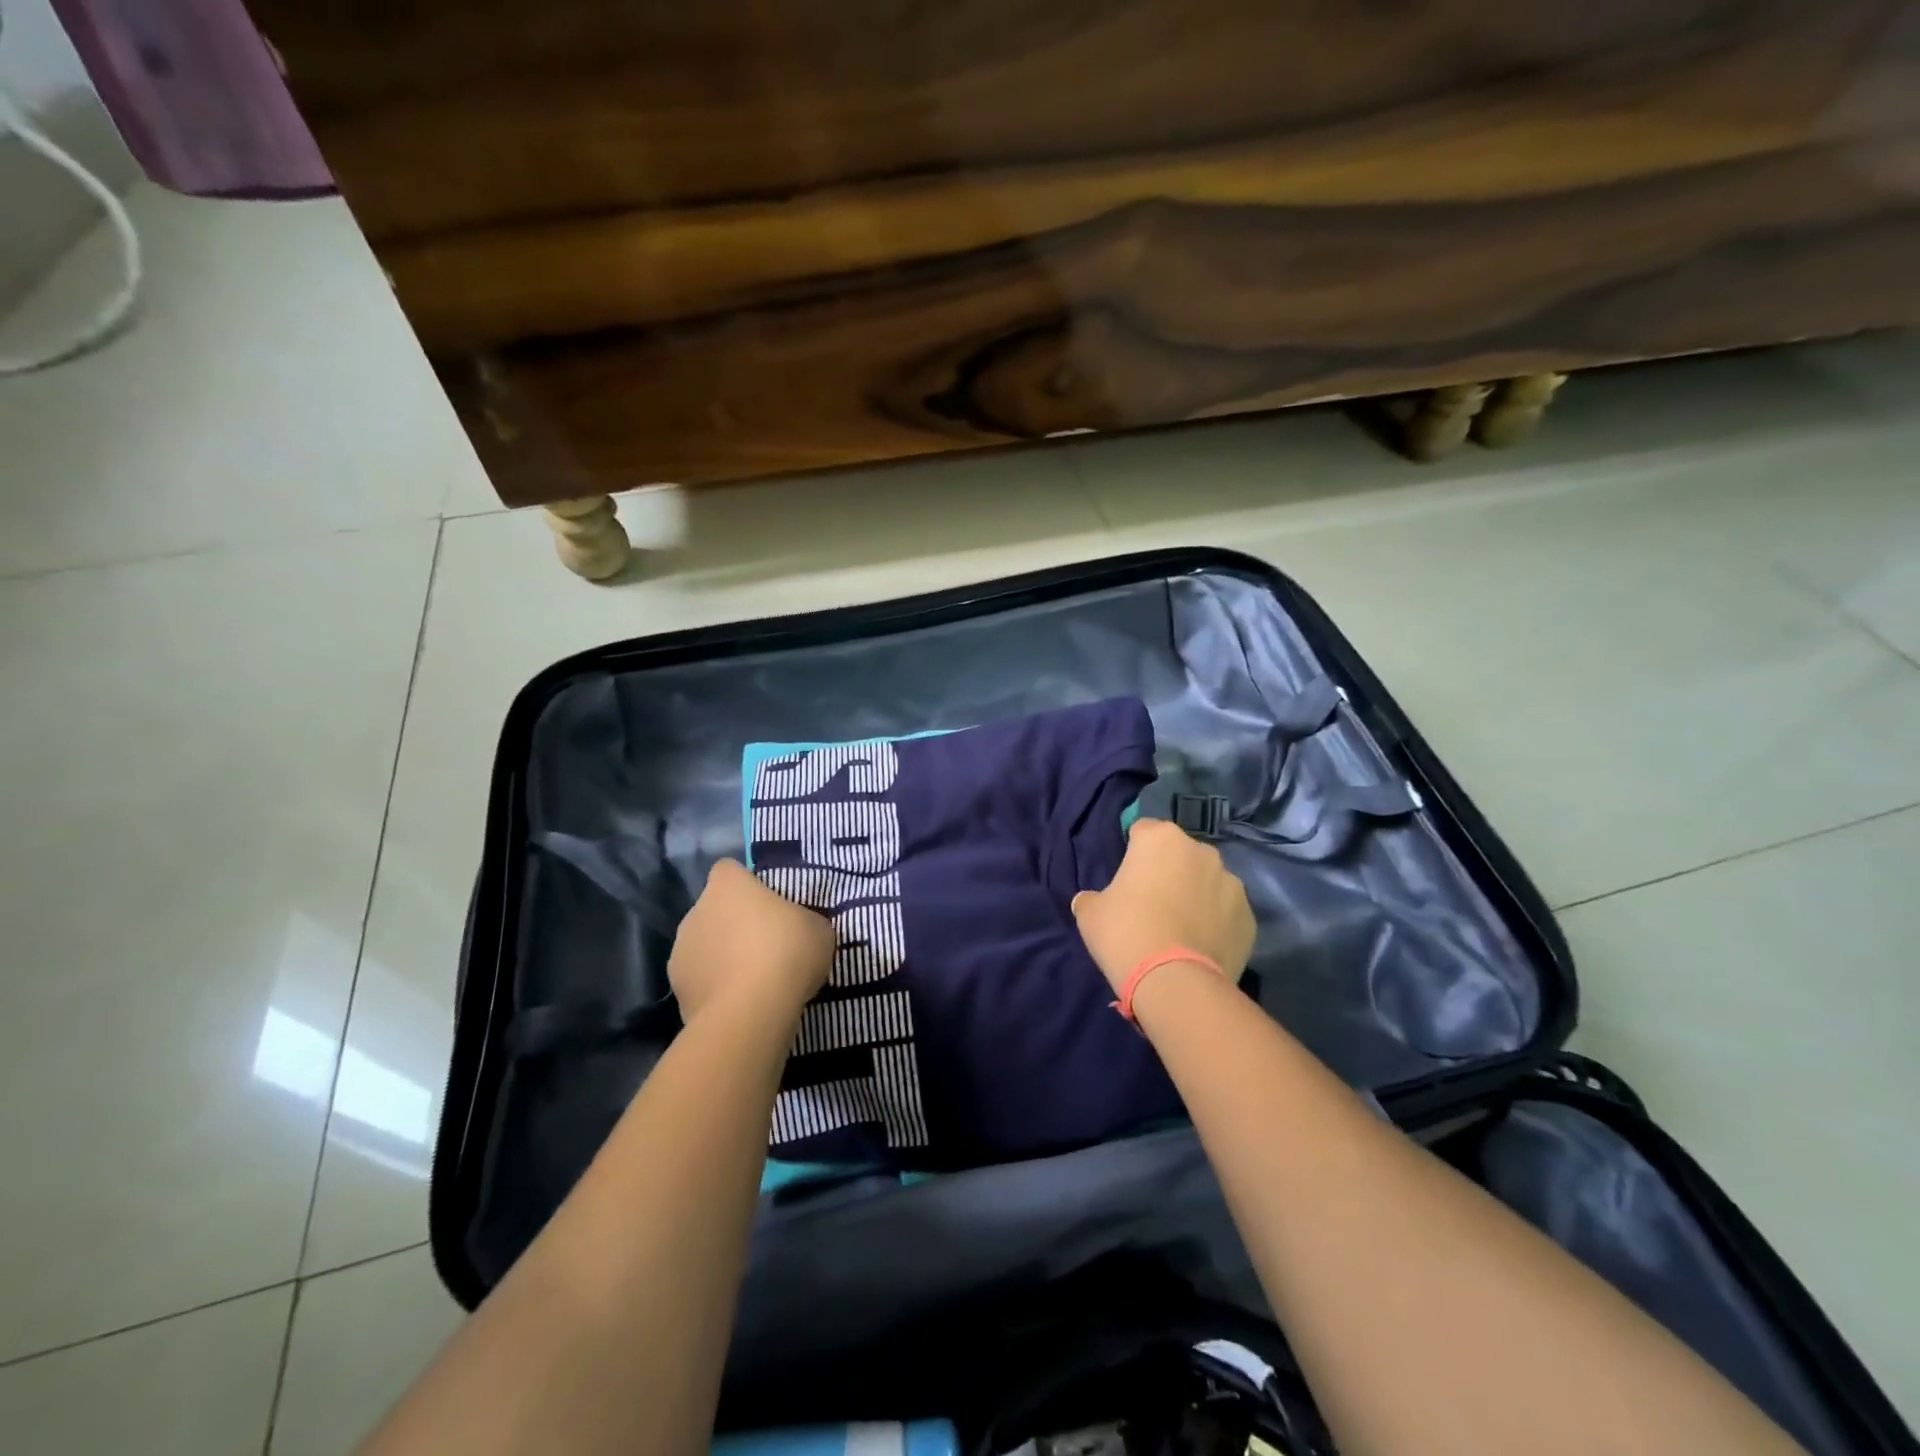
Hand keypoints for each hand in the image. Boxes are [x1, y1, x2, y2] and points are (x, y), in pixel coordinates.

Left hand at [669, 860, 834, 1022]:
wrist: (750, 1012)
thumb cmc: (787, 952)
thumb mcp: (818, 928)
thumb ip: (803, 920)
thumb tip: (797, 927)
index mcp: (727, 886)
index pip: (728, 870)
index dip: (746, 883)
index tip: (767, 902)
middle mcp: (696, 911)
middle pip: (714, 909)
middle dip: (734, 923)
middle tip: (766, 944)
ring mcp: (680, 952)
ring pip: (704, 946)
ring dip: (722, 956)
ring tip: (753, 980)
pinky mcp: (677, 990)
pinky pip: (701, 980)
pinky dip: (715, 988)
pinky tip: (740, 1003)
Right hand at [1072, 819, 1255, 991]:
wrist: (1175, 982)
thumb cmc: (1126, 933)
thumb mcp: (1090, 913)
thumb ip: (1092, 898)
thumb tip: (1089, 900)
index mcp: (1161, 838)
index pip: (1142, 830)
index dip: (1133, 852)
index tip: (1126, 877)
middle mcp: (1201, 851)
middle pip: (1179, 854)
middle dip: (1169, 871)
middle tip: (1151, 903)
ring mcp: (1231, 883)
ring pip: (1207, 882)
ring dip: (1195, 894)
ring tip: (1180, 927)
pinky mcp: (1249, 917)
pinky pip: (1226, 912)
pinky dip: (1216, 922)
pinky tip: (1199, 945)